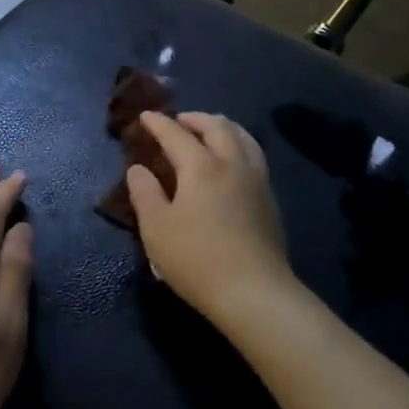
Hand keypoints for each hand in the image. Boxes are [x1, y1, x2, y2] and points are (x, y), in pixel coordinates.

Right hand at [126, 111, 293, 321]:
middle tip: (179, 120)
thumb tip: (138, 169)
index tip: (145, 116)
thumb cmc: (196, 259)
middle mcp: (232, 164)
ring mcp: (256, 181)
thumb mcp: (156, 228)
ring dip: (223, 127)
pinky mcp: (270, 200)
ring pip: (243, 138)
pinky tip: (233, 161)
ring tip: (210, 130)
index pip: (176, 134)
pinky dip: (239, 145)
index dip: (158, 123)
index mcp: (201, 167)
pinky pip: (254, 156)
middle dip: (195, 118)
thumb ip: (144, 193)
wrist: (254, 292)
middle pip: (217, 127)